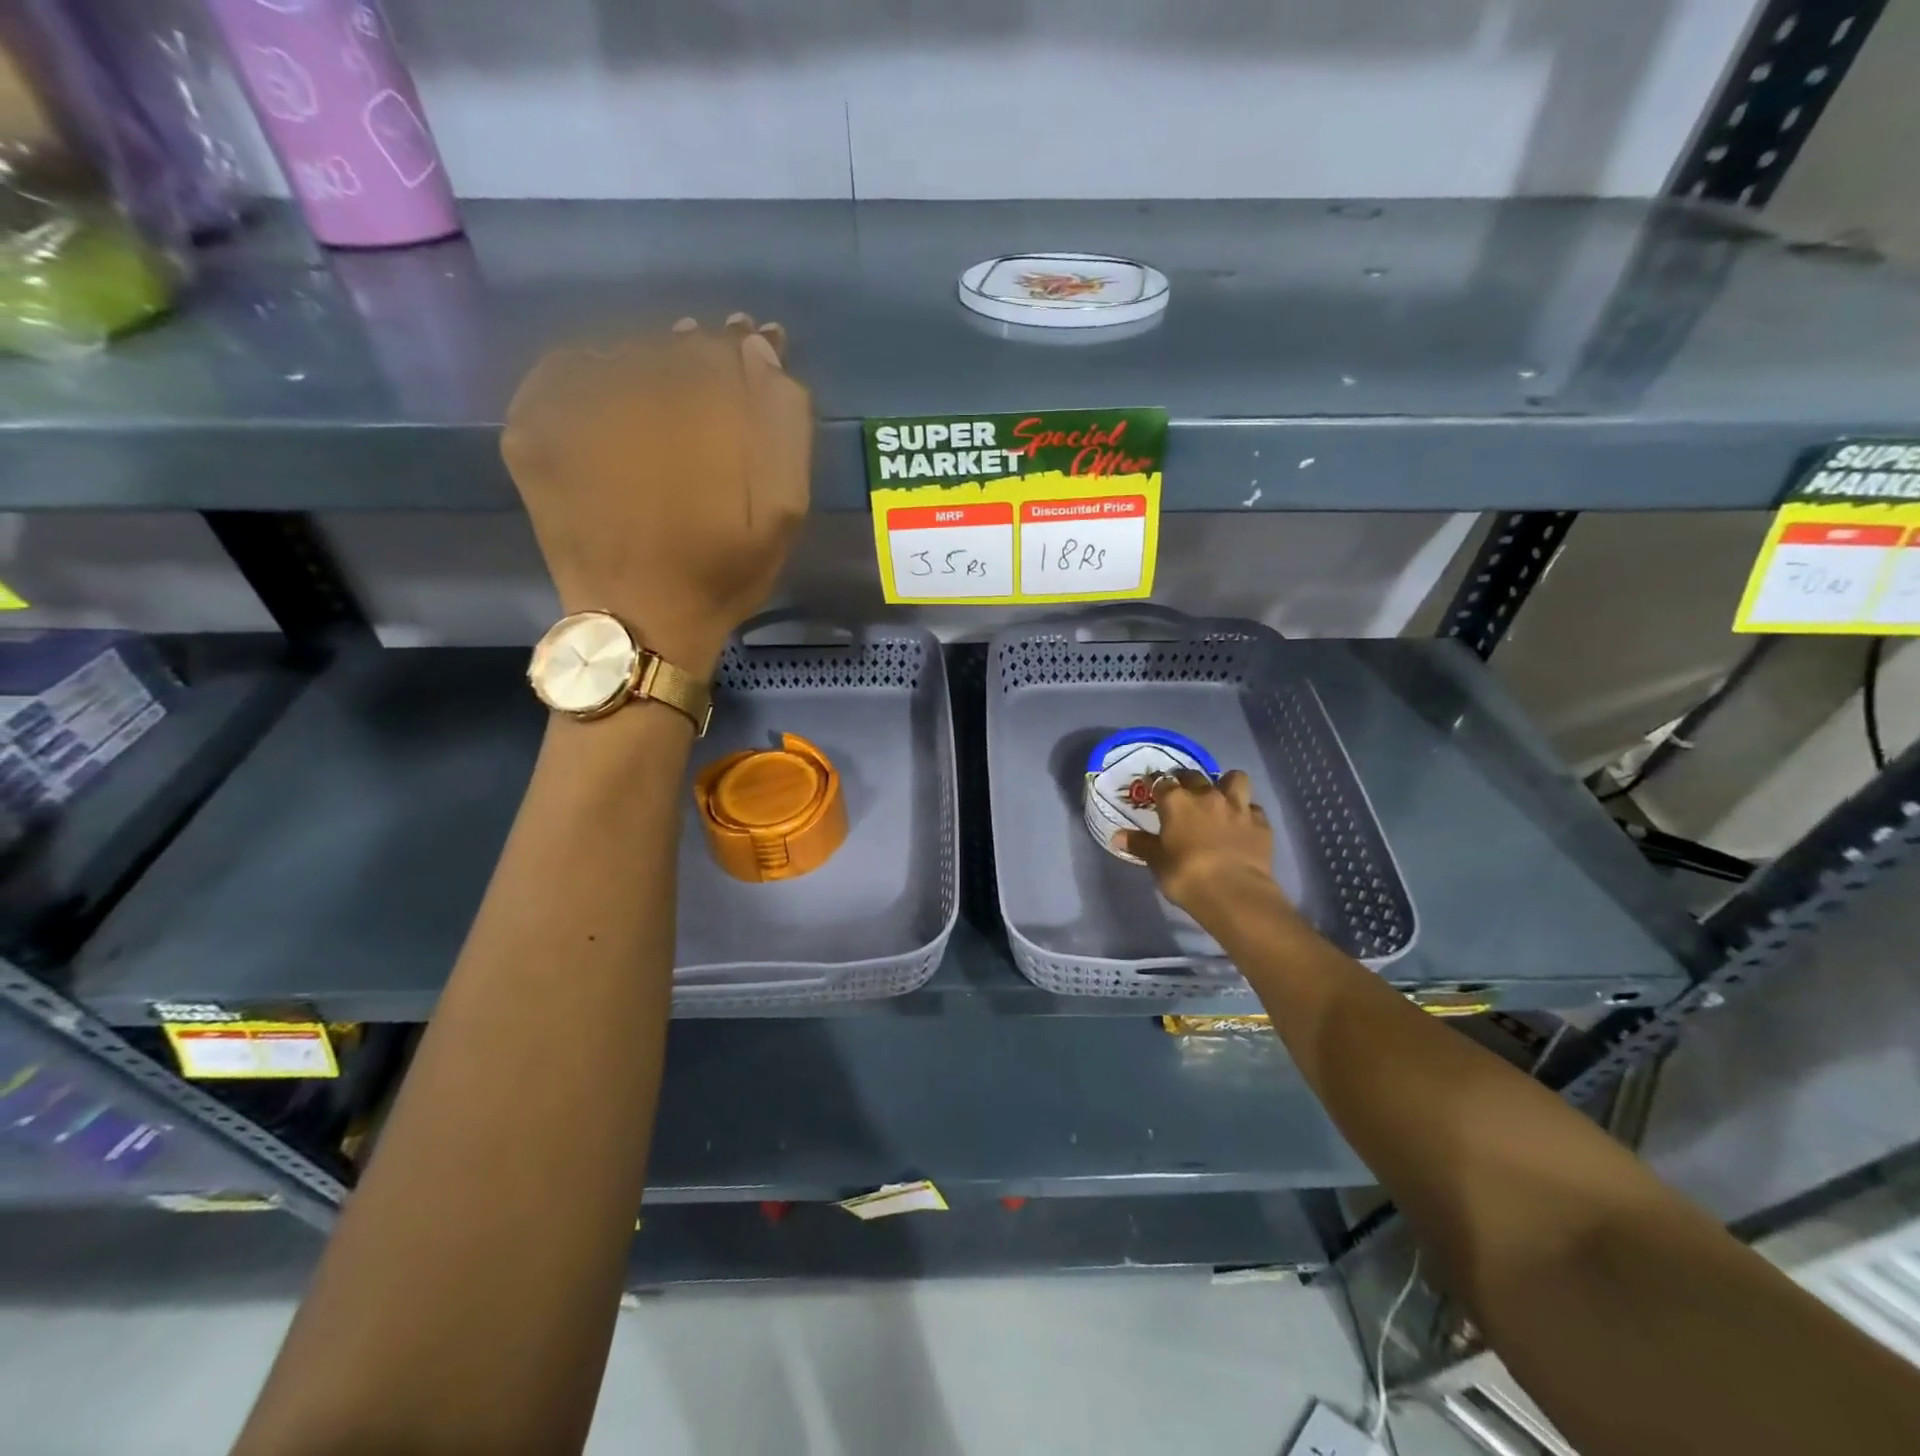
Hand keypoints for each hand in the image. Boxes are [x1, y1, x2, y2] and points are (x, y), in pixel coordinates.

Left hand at [501, 314, 811, 674]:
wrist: (641, 624)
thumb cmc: (722, 574)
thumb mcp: (782, 513)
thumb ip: (782, 427)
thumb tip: (759, 352)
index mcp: (697, 418)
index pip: (721, 348)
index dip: (741, 346)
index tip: (753, 348)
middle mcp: (627, 399)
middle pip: (669, 347)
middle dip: (698, 352)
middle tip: (713, 366)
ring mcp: (568, 413)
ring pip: (618, 354)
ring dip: (649, 361)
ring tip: (666, 389)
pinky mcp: (531, 434)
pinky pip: (560, 371)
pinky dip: (588, 370)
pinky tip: (612, 394)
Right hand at [1115, 770, 1290, 925]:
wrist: (1233, 892)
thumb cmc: (1186, 875)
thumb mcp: (1157, 862)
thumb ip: (1140, 844)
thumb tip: (1117, 837)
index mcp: (1177, 802)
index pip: (1161, 781)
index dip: (1155, 784)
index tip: (1151, 790)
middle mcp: (1207, 795)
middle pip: (1195, 775)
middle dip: (1187, 781)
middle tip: (1183, 795)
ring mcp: (1237, 807)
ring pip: (1234, 779)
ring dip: (1226, 785)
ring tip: (1220, 797)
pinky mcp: (1260, 822)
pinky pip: (1253, 807)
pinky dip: (1247, 812)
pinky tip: (1242, 824)